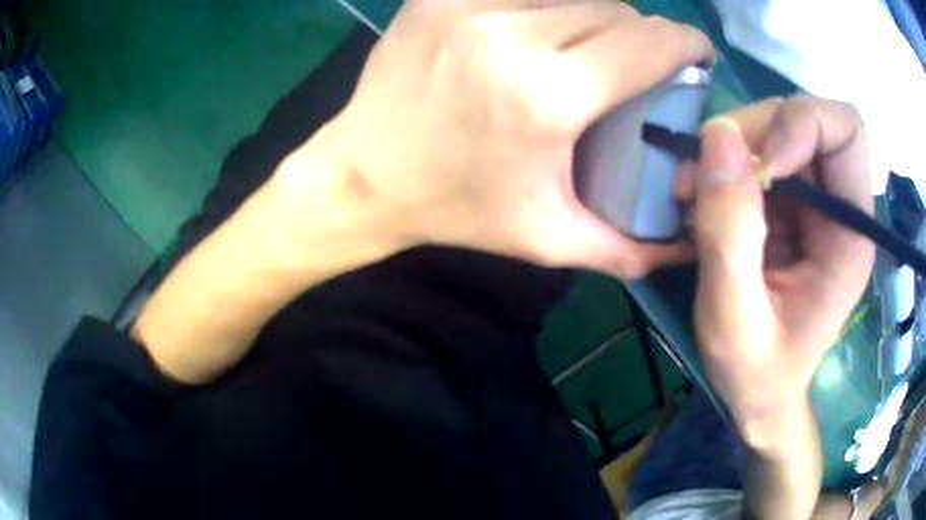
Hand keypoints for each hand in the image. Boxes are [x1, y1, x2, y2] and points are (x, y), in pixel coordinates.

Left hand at [281, 0, 711, 277]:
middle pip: (615, 10)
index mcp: (549, 96)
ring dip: (596, 18)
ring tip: (590, 50)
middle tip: (639, 64)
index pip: (649, 42)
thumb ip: (624, 248)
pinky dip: (547, 6)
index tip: (697, 55)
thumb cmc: (455, 210)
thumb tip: (682, 251)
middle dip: (642, 35)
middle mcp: (513, 36)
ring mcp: (470, 6)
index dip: (687, 43)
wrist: (364, 176)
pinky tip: (540, 33)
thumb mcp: (546, 239)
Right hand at [686, 96, 874, 442]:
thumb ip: (730, 236)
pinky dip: (720, 165)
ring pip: (772, 128)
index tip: (756, 166)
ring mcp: (811, 199)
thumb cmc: (756, 376)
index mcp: (850, 234)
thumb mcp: (734, 324)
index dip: (800, 123)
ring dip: (727, 149)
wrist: (759, 395)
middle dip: (751, 133)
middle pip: (802, 118)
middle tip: (703, 177)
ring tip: (690, 195)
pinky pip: (753, 153)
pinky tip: (700, 202)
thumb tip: (717, 136)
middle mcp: (837, 203)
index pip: (844, 130)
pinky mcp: (786, 203)